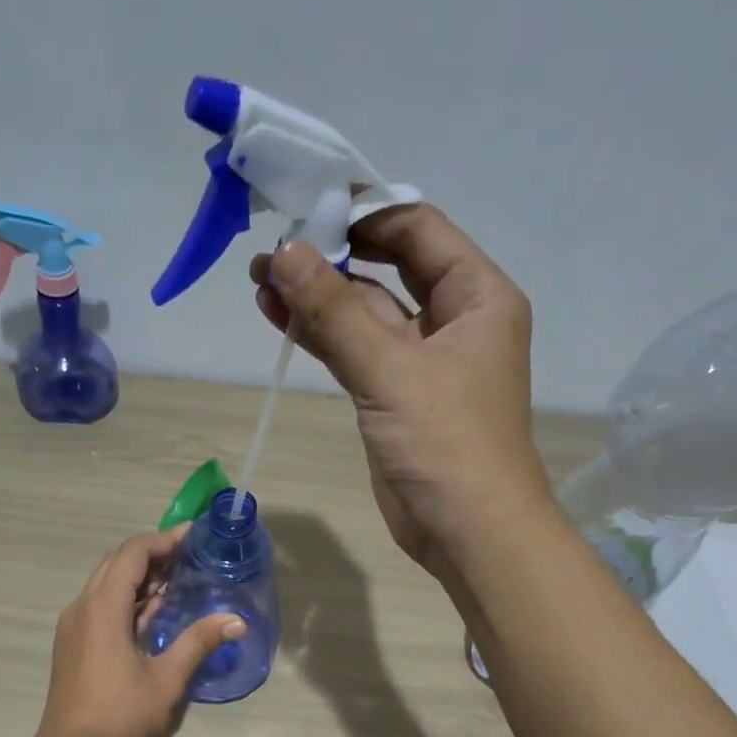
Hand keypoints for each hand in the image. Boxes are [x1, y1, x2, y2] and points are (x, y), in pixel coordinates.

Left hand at [31, 528, 243, 736]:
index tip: (194, 538)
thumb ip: (198, 642)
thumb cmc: (120, 717)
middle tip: (189, 557)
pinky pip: (101, 607)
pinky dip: (127, 600)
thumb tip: (236, 620)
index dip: (163, 540)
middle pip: (116, 564)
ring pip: (106, 585)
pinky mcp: (73, 646)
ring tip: (178, 580)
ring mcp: (74, 627)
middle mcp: (82, 608)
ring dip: (140, 578)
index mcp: (102, 607)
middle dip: (153, 555)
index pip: (132, 553)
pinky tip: (154, 614)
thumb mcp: (167, 679)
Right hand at [250, 204, 549, 579]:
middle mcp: (453, 320)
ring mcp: (421, 361)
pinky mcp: (394, 397)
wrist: (469, 532)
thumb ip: (335, 312)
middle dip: (332, 257)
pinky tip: (279, 317)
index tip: (307, 205)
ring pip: (364, 314)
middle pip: (387, 269)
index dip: (364, 213)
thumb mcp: (391, 370)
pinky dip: (321, 337)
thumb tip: (284, 253)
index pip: (418, 230)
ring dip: (318, 299)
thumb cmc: (448, 443)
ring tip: (259, 280)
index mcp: (477, 296)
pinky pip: (355, 352)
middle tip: (272, 248)